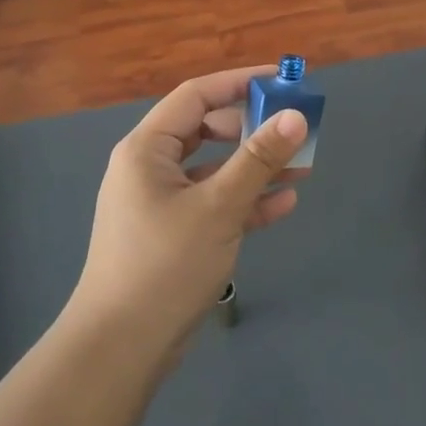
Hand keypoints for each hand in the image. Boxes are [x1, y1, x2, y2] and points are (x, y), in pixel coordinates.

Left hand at [66, 68, 309, 364]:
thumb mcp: (218, 207)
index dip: (240, 83)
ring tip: (303, 165)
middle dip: (252, 128)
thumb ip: (258, 160)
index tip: (282, 80)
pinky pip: (213, 204)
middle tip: (294, 129)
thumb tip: (295, 115)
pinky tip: (284, 203)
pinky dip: (245, 201)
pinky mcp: (174, 234)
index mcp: (147, 149)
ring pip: (215, 170)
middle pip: (207, 130)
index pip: (196, 96)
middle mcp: (150, 168)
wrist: (122, 345)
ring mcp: (161, 203)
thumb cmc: (165, 264)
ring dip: (255, 167)